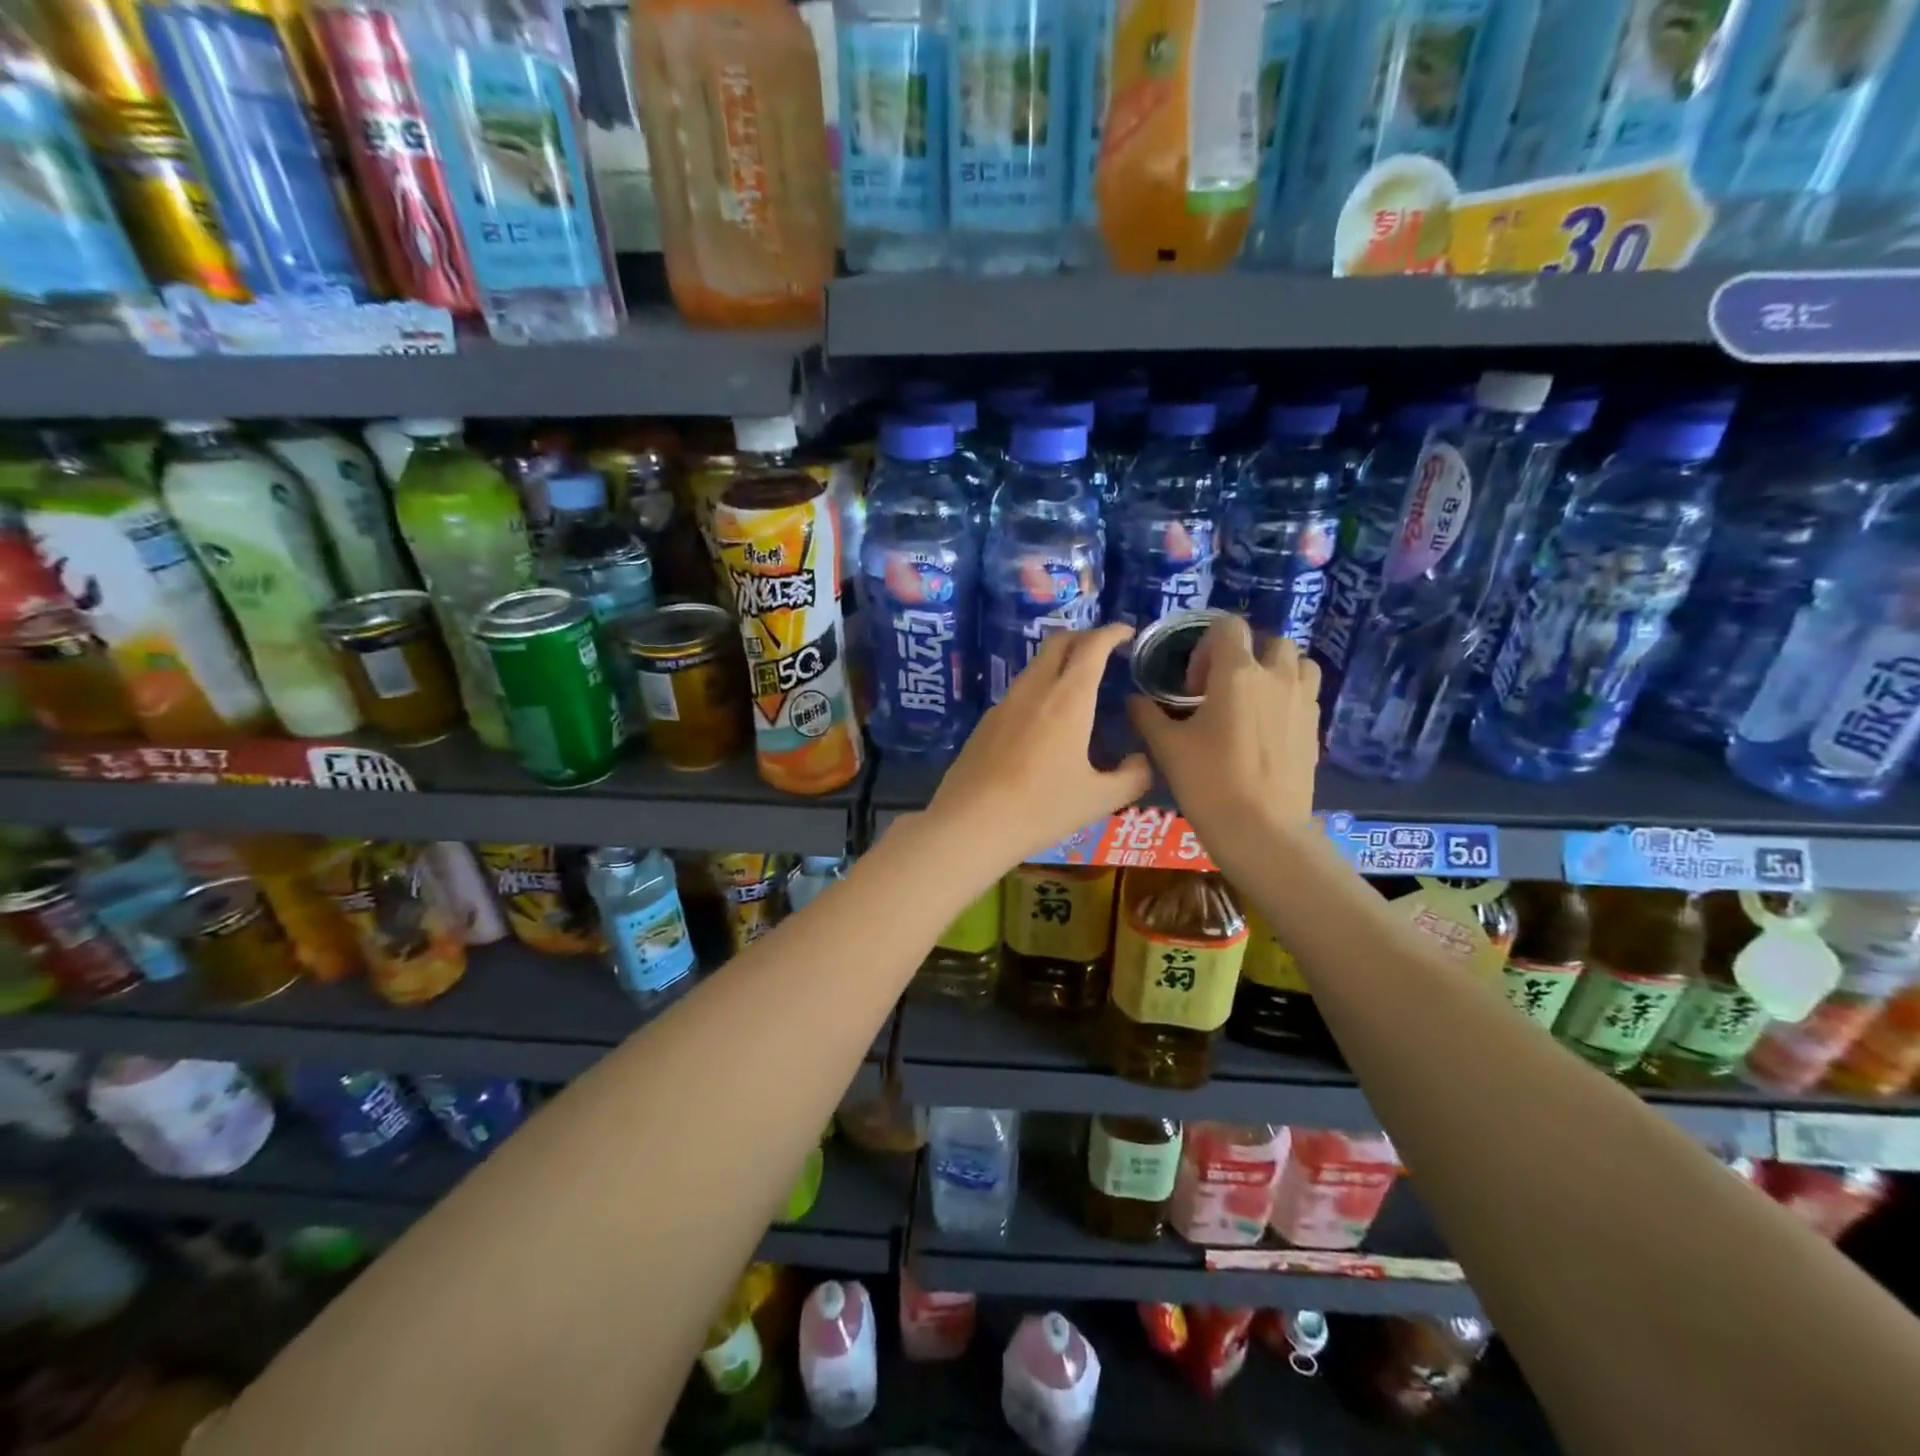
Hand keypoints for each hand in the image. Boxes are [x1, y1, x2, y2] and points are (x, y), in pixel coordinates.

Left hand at [926, 624, 1151, 868]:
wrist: (971, 824)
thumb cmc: (1041, 808)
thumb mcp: (1100, 799)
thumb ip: (1132, 776)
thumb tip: (1141, 761)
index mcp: (1068, 699)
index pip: (1091, 647)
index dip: (1111, 633)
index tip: (1127, 633)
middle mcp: (1034, 690)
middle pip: (1057, 643)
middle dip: (1083, 638)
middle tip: (1103, 652)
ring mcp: (1004, 704)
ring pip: (1035, 667)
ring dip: (1058, 664)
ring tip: (1077, 689)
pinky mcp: (985, 723)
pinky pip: (1018, 693)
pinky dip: (1038, 690)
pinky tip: (1044, 723)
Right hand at [1126, 615, 1319, 840]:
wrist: (1262, 830)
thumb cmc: (1209, 782)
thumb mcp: (1166, 748)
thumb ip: (1147, 715)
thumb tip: (1133, 699)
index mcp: (1237, 673)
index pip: (1229, 626)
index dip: (1207, 645)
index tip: (1194, 682)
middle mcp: (1276, 677)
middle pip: (1270, 641)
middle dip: (1246, 654)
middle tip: (1222, 688)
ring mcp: (1302, 702)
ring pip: (1298, 663)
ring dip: (1276, 670)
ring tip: (1253, 700)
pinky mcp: (1315, 728)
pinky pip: (1306, 694)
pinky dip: (1288, 697)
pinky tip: (1267, 728)